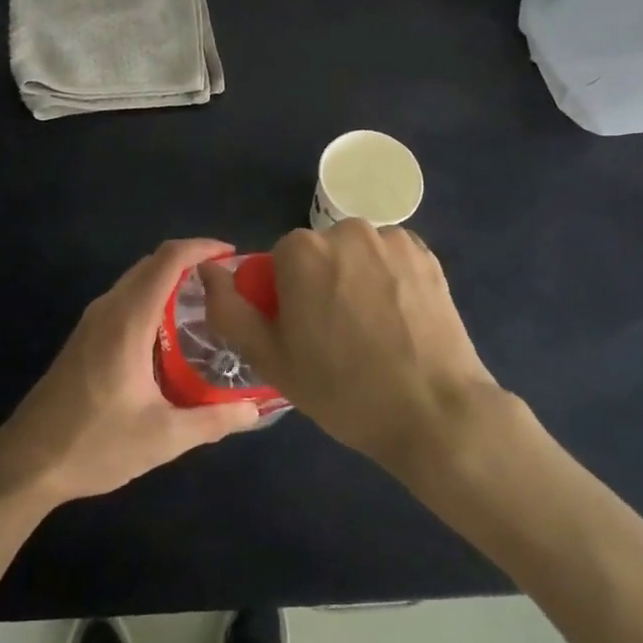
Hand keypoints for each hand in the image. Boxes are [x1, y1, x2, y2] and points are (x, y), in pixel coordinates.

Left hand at [0, 239, 261, 508]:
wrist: (26, 463)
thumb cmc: (95, 444)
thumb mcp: (163, 437)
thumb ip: (213, 420)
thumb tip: (255, 410)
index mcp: (128, 321)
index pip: (167, 260)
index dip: (201, 248)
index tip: (231, 255)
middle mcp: (108, 309)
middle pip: (151, 264)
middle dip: (190, 263)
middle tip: (226, 286)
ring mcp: (91, 322)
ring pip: (135, 282)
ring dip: (169, 282)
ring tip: (206, 306)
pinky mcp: (83, 339)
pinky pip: (124, 300)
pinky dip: (152, 299)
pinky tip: (170, 335)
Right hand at [201, 221, 507, 476]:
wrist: (434, 412)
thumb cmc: (342, 389)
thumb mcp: (269, 358)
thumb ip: (228, 309)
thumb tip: (207, 269)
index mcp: (302, 251)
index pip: (278, 263)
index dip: (285, 298)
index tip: (302, 335)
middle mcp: (346, 230)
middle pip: (318, 254)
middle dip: (320, 283)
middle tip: (336, 337)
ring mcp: (392, 240)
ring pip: (355, 255)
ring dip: (355, 278)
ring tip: (373, 331)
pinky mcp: (427, 255)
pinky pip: (390, 259)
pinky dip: (388, 280)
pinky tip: (400, 320)